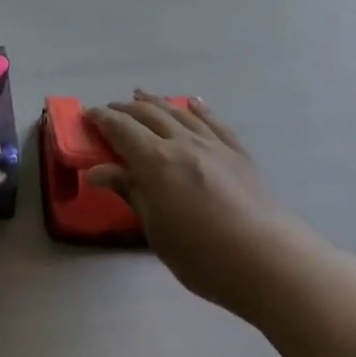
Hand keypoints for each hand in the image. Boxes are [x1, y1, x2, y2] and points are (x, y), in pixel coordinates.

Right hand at [85, 92, 321, 321]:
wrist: (268, 261)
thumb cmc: (202, 255)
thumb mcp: (155, 229)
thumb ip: (130, 192)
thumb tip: (97, 171)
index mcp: (155, 161)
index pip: (121, 129)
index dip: (101, 119)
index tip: (86, 115)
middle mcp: (183, 143)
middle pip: (148, 114)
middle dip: (125, 108)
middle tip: (109, 111)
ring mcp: (214, 145)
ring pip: (179, 112)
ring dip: (156, 102)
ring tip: (142, 95)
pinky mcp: (239, 154)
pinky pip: (214, 122)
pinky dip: (199, 109)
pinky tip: (192, 103)